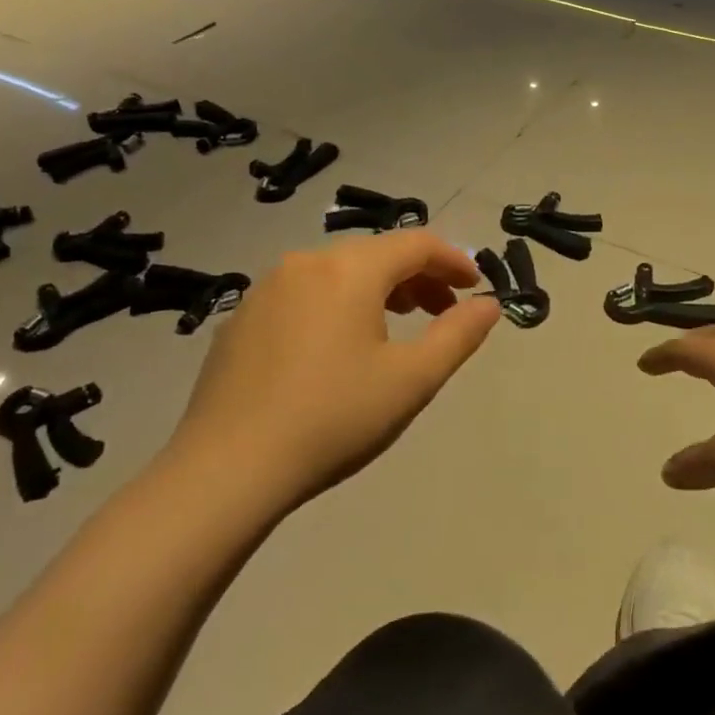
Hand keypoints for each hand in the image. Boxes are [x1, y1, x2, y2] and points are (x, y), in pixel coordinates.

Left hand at [169, 232, 500, 515]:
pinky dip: (336, 307)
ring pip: (337, 273)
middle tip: (442, 313)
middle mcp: (305, 263)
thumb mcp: (412, 380)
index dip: (453, 261)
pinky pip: (303, 296)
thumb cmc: (333, 418)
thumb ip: (458, 334)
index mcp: (350, 270)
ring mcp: (266, 290)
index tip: (474, 289)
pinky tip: (336, 351)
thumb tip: (488, 304)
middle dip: (417, 278)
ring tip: (395, 330)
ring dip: (377, 291)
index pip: (416, 244)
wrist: (226, 470)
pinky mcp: (240, 320)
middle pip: (376, 255)